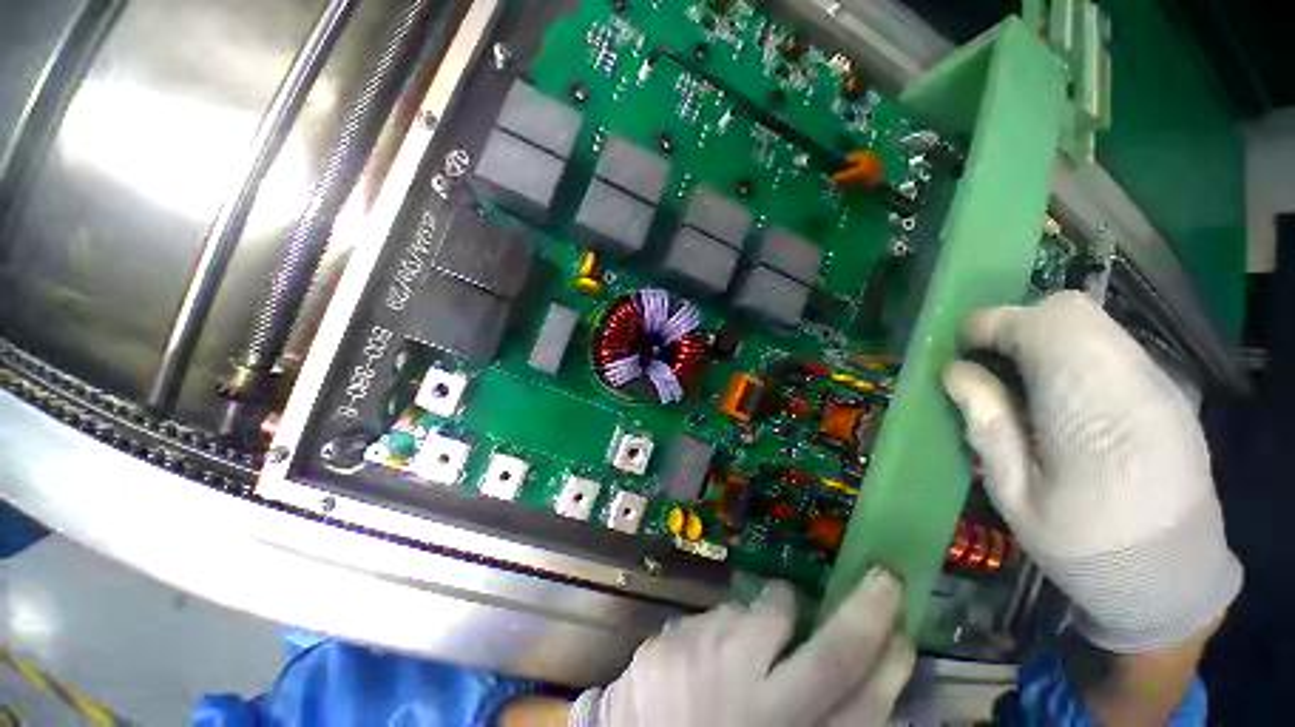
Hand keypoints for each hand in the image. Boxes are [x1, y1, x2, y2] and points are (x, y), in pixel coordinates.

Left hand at [569, 569, 913, 726]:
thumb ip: (845, 712)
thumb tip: (886, 654)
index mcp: (785, 720)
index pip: (842, 661)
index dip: (870, 618)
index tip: (887, 581)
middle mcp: (738, 681)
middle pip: (781, 608)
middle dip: (789, 603)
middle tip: (785, 624)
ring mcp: (691, 654)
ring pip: (738, 609)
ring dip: (744, 629)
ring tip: (728, 672)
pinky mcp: (658, 645)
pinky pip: (700, 621)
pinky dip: (708, 640)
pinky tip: (694, 676)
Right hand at [943, 292, 1241, 652]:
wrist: (1169, 577)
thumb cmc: (1081, 545)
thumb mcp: (1014, 494)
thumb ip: (988, 425)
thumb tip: (956, 372)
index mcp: (1094, 412)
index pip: (1043, 327)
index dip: (992, 325)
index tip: (961, 347)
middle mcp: (1134, 383)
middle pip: (1070, 311)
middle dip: (1016, 325)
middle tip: (987, 363)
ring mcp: (1158, 384)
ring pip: (1092, 323)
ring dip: (1042, 339)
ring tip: (1018, 379)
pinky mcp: (1166, 391)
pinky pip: (1108, 346)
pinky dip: (1070, 352)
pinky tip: (1059, 393)